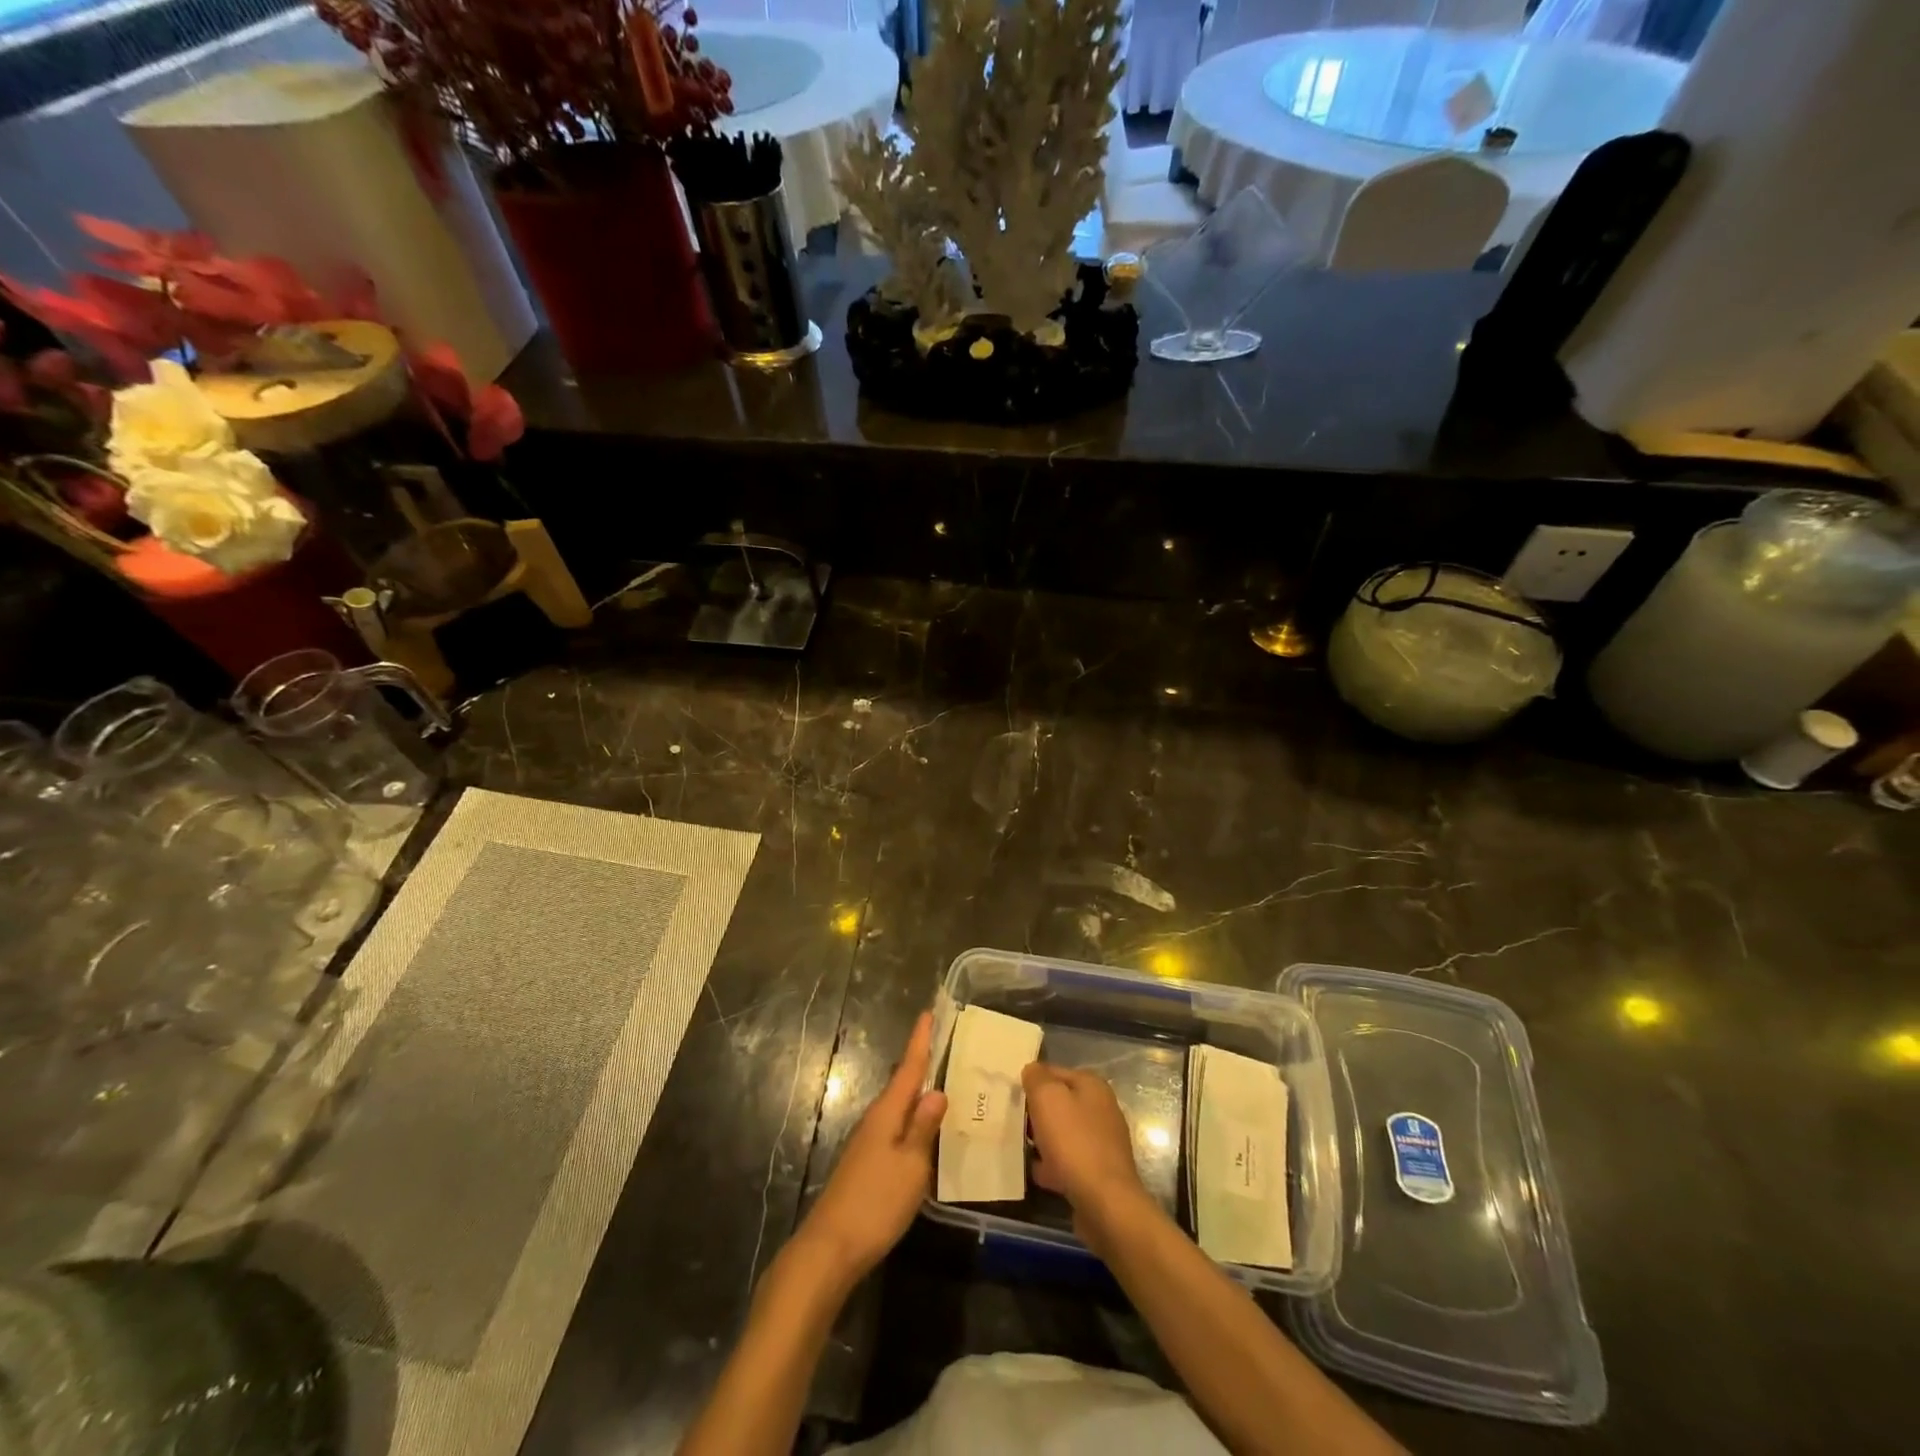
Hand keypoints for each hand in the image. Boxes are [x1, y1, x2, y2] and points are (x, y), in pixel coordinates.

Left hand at [793, 1012, 946, 1287]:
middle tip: (945, 1045)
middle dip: (921, 1064)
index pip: (908, 1068)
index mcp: (887, 1114)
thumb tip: (937, 1091)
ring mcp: (868, 1144)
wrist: (830, 1248)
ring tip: (944, 1084)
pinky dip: (912, 1123)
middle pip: (903, 1085)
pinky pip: (896, 1131)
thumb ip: (924, 1128)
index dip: (920, 1041)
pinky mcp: (867, 1165)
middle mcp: (875, 1121)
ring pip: (899, 1109)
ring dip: (918, 1095)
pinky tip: (925, 1133)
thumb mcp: (910, 1166)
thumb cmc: (876, 1202)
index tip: (928, 1012)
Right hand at [1023, 1062, 1156, 1254]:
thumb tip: (1032, 1070)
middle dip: (1036, 1112)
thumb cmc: (1074, 1142)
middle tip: (1011, 1121)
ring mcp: (1102, 1142)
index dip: (1031, 1081)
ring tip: (1019, 1146)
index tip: (1010, 1094)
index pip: (1054, 1072)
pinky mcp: (1098, 1171)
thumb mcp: (1047, 1098)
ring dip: (1042, 1139)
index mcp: (1092, 1086)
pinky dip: (1052, 1164)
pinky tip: (1036, 1172)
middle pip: (1059, 1103)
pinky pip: (1068, 1160)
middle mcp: (1101, 1109)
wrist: (1105, 1203)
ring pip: (1062, 1133)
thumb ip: (1037, 1078)